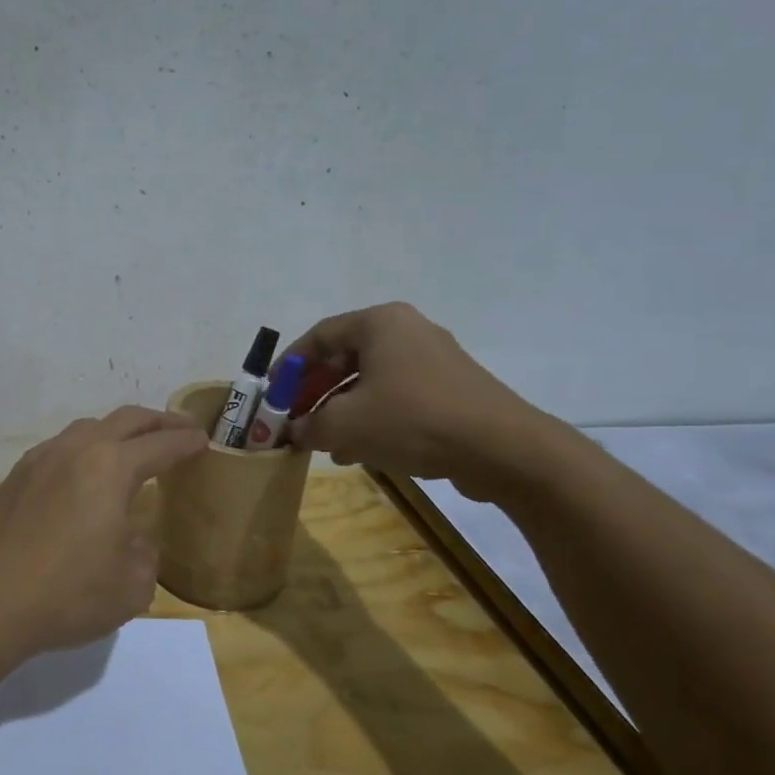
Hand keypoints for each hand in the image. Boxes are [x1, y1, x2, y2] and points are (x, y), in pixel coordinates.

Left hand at [0, 406, 208, 656]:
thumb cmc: (66, 594)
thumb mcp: (130, 587)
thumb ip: (144, 555)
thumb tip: (132, 539)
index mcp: (111, 467)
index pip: (160, 444)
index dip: (186, 441)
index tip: (202, 440)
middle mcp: (76, 450)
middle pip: (125, 419)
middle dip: (158, 421)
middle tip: (179, 429)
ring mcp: (41, 459)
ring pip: (88, 427)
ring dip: (117, 431)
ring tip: (132, 448)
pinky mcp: (16, 476)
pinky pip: (61, 447)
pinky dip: (85, 449)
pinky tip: (84, 473)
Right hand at [285, 302, 555, 497]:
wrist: (502, 449)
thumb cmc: (413, 420)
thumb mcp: (346, 424)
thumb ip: (309, 425)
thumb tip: (295, 431)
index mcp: (379, 323)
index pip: (319, 336)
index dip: (289, 366)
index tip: (272, 394)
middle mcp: (406, 331)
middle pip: (344, 358)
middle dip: (314, 392)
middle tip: (294, 419)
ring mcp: (433, 359)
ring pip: (369, 381)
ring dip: (340, 410)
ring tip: (322, 442)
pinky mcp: (451, 389)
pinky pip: (396, 396)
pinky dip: (371, 418)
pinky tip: (358, 451)